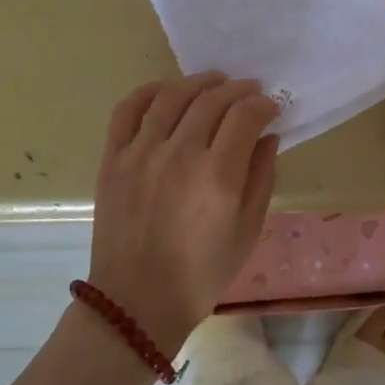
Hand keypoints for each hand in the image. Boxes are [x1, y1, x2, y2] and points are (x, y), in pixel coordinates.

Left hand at [88, 72, 281, 357]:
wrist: (137, 302)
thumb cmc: (202, 273)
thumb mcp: (248, 230)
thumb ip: (262, 176)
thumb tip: (268, 136)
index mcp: (218, 175)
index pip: (245, 115)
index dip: (263, 104)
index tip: (271, 107)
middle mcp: (179, 154)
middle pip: (212, 100)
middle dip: (238, 90)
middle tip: (249, 92)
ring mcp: (141, 153)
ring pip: (172, 96)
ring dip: (199, 82)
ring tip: (214, 82)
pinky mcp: (114, 158)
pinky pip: (128, 110)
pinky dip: (148, 91)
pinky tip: (166, 90)